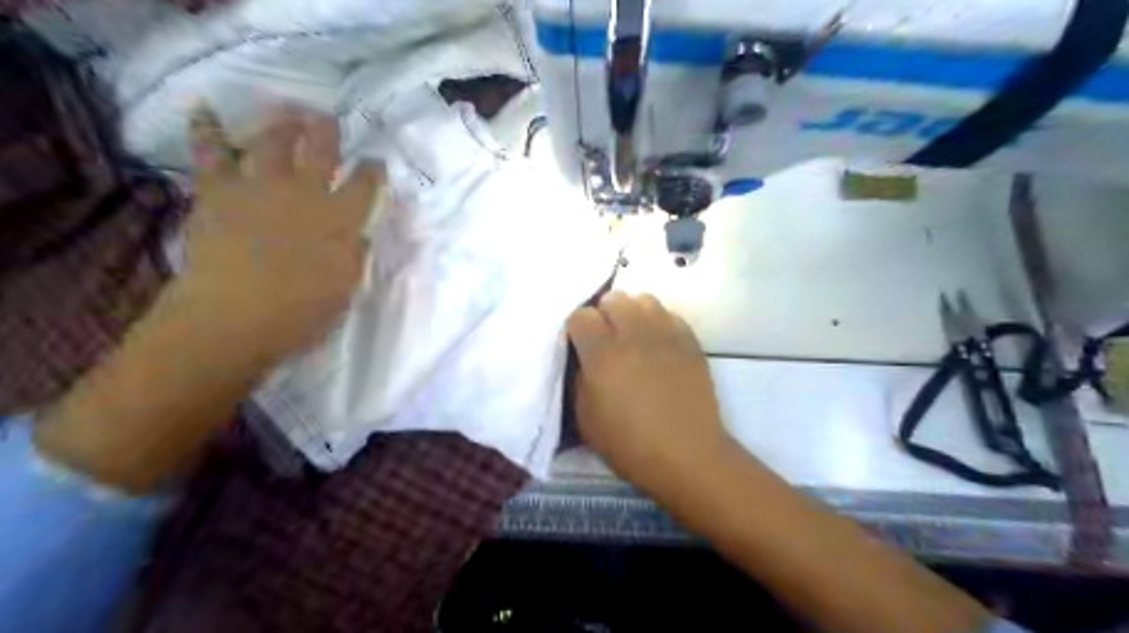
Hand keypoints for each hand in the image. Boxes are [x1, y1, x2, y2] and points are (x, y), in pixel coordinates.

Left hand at [177, 107, 384, 363]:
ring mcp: (260, 187)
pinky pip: (211, 152)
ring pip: (273, 141)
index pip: (365, 184)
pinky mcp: (219, 191)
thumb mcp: (346, 288)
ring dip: (282, 123)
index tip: (375, 163)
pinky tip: (205, 109)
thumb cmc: (302, 312)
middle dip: (327, 131)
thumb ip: (354, 256)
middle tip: (327, 120)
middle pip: (321, 150)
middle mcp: (305, 193)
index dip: (372, 169)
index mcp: (341, 219)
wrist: (234, 315)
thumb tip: (359, 235)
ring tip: (287, 113)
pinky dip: (207, 128)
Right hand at [563, 293, 731, 487]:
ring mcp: (666, 334)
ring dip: (632, 312)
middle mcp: (634, 335)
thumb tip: (585, 358)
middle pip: (613, 298)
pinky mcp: (690, 340)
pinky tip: (657, 343)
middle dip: (604, 313)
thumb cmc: (630, 444)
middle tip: (606, 338)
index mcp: (603, 355)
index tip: (579, 344)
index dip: (576, 328)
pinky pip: (669, 314)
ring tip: (633, 334)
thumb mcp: (586, 420)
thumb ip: (579, 380)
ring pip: (644, 298)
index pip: (581, 315)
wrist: (687, 454)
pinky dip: (658, 322)